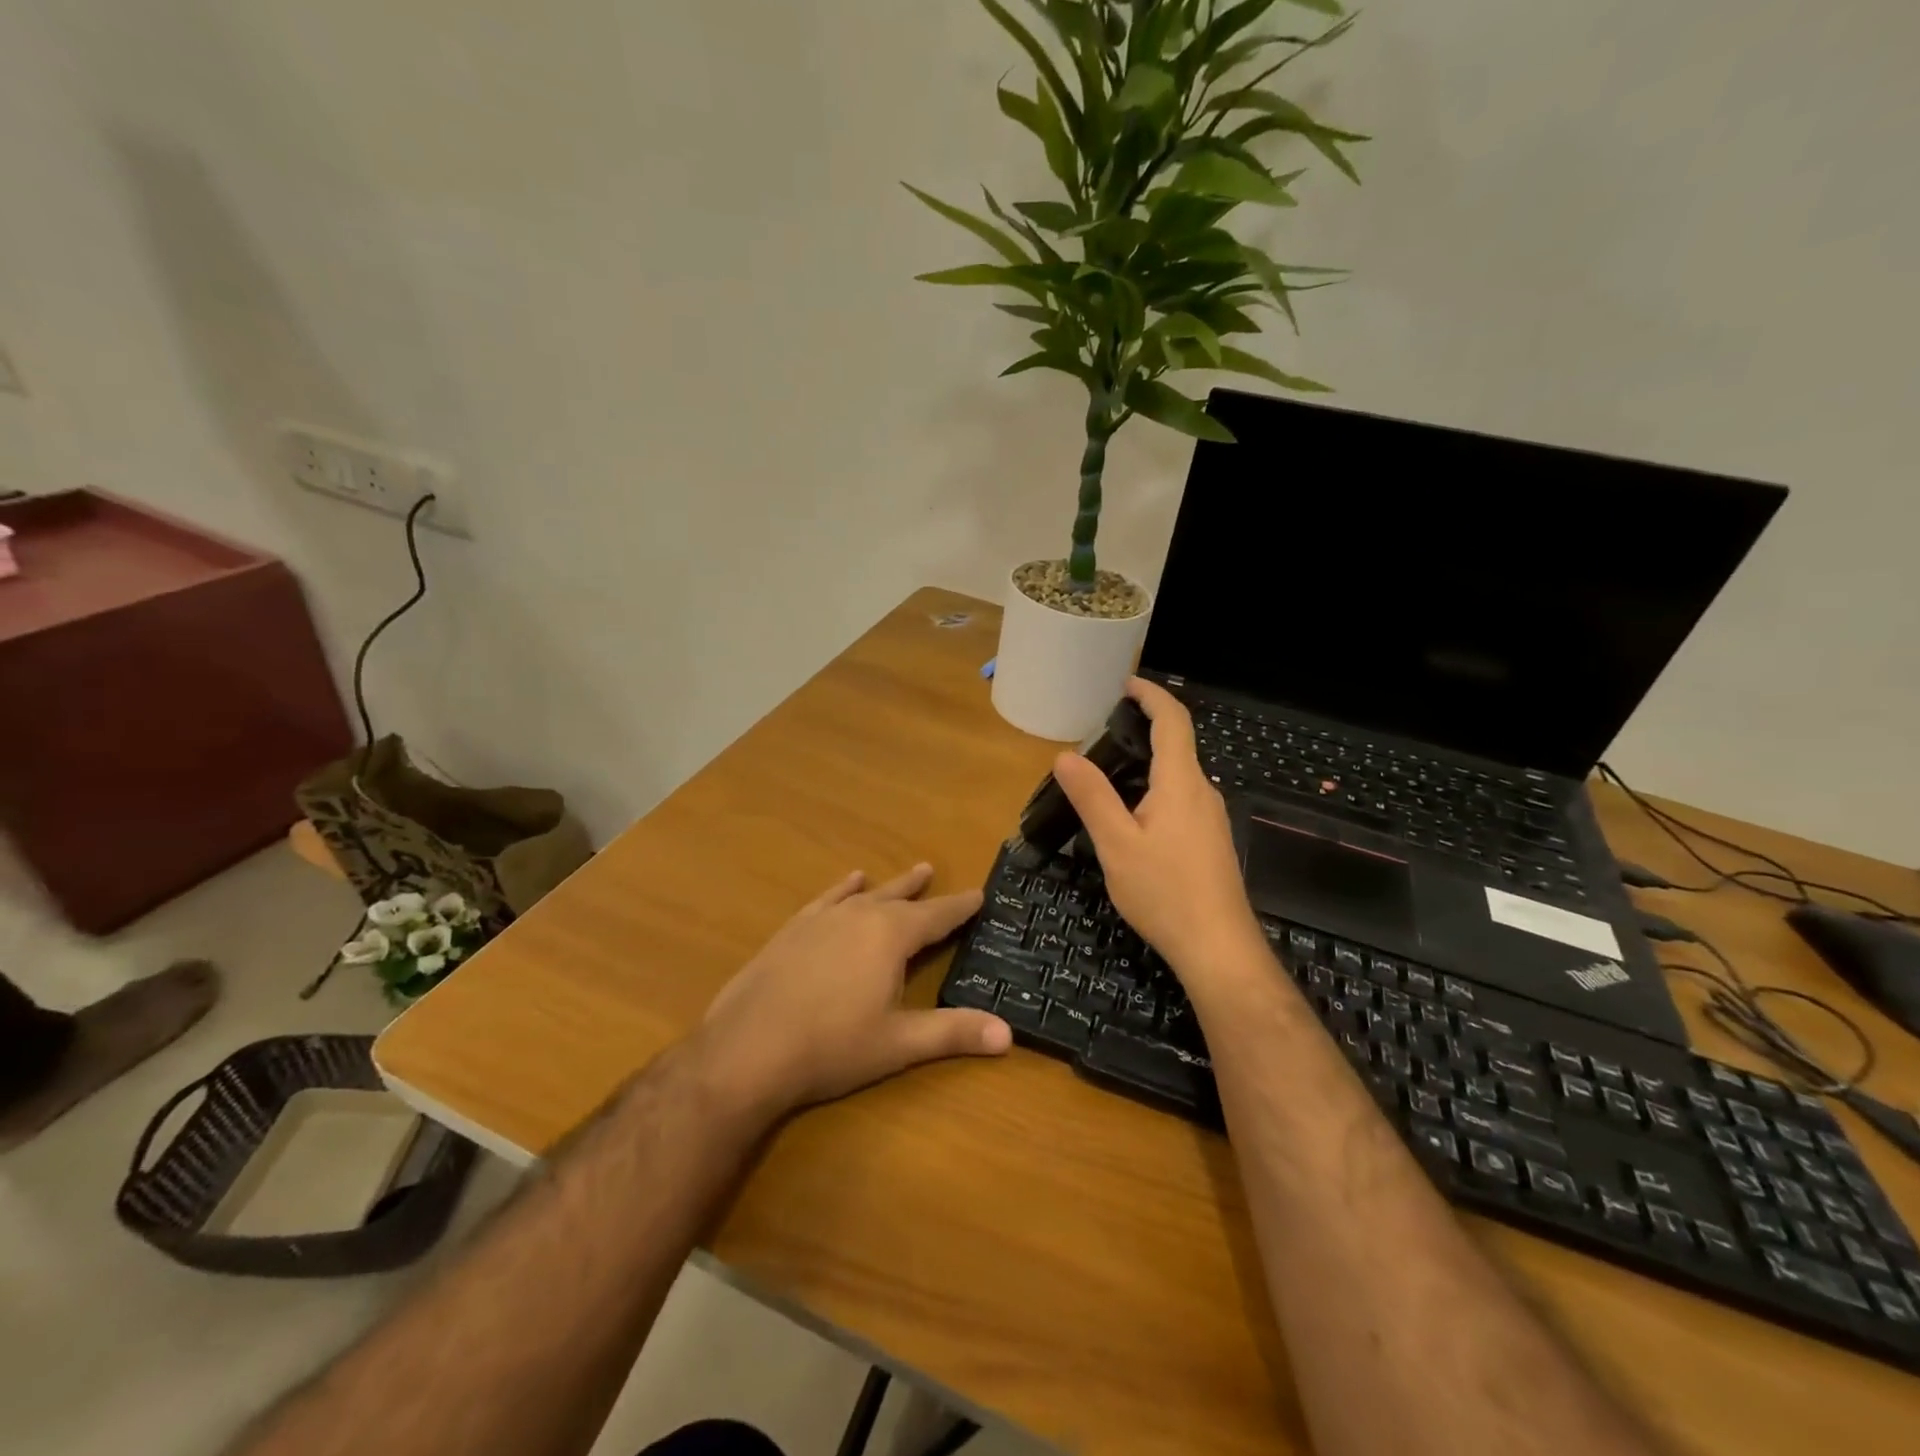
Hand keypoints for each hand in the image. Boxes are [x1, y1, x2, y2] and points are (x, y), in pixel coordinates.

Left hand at [695, 864, 1010, 1119]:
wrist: (747, 1048)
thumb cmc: (832, 1046)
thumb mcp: (899, 1043)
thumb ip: (954, 1033)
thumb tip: (1009, 1035)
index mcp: (891, 936)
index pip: (936, 916)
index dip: (960, 907)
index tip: (979, 894)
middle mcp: (859, 916)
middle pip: (900, 898)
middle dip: (923, 891)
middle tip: (936, 873)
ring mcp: (822, 919)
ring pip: (866, 894)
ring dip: (889, 885)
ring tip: (909, 872)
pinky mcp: (793, 930)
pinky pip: (827, 899)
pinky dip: (843, 889)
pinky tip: (849, 882)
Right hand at [1054, 678, 1265, 983]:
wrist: (1218, 947)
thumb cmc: (1165, 892)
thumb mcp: (1116, 844)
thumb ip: (1092, 797)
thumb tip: (1065, 756)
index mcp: (1181, 783)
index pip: (1173, 721)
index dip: (1151, 695)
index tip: (1126, 683)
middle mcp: (1202, 792)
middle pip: (1177, 745)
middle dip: (1143, 730)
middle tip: (1100, 734)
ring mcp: (1211, 818)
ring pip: (1178, 776)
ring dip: (1147, 764)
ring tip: (1107, 776)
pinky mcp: (1211, 841)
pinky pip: (1181, 800)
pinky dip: (1155, 791)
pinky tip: (1132, 819)